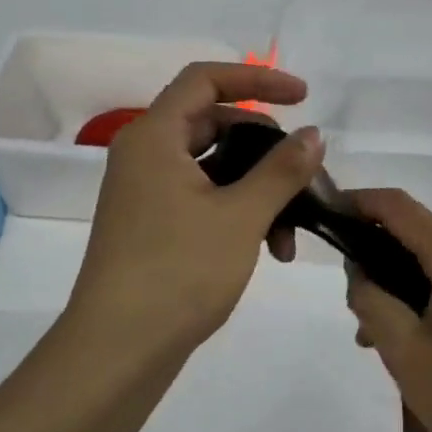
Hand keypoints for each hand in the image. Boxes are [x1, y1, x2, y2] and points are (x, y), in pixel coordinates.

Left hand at [64, 62, 323, 363]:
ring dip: (258, 187)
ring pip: (214, 166)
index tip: (303, 97)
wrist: (117, 352)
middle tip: (304, 171)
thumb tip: (314, 134)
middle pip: (213, 123)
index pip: (205, 79)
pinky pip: (204, 197)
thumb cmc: (178, 272)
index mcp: (154, 137)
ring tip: (292, 229)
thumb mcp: (241, 216)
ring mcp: (147, 192)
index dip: (257, 79)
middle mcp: (145, 155)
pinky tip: (272, 248)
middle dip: (265, 146)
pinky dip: (239, 211)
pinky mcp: (154, 225)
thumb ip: (282, 169)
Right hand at [343, 189, 431, 431]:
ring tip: (378, 341)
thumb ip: (372, 302)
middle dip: (379, 261)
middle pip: (420, 239)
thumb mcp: (405, 353)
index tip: (330, 215)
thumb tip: (359, 271)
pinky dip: (430, 302)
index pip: (400, 207)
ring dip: (403, 289)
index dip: (360, 202)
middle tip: (354, 307)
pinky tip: (418, 347)